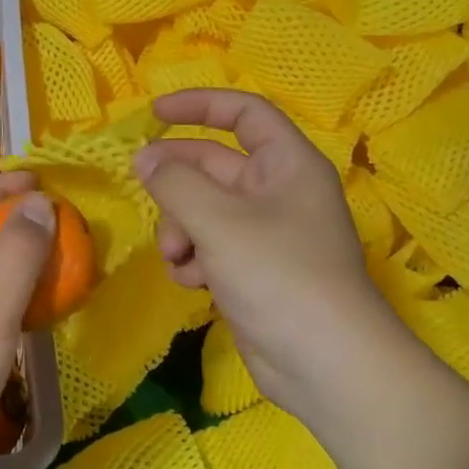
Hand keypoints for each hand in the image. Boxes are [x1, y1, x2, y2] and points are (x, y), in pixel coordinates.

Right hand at [134, 89, 392, 404]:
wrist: (324, 363)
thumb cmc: (278, 274)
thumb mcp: (218, 220)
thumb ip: (174, 182)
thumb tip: (144, 159)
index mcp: (286, 165)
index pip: (244, 114)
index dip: (200, 105)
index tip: (154, 112)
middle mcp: (276, 193)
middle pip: (211, 166)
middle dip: (177, 182)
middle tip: (144, 187)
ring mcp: (263, 234)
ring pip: (201, 210)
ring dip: (179, 228)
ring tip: (179, 256)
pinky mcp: (250, 270)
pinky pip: (208, 247)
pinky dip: (192, 259)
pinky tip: (191, 281)